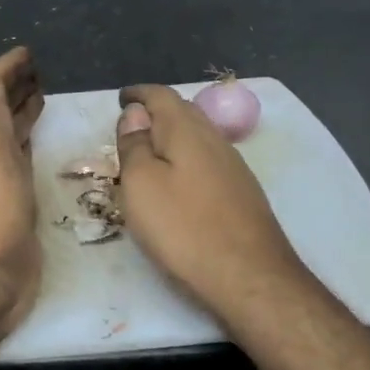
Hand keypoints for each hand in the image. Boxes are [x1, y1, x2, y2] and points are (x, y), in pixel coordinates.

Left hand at [0, 37, 44, 343]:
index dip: (5, 69)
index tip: (26, 53)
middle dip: (15, 90)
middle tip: (41, 74)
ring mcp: (0, 182)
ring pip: (11, 139)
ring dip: (23, 118)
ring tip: (44, 102)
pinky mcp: (18, 209)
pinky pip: (25, 168)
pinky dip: (32, 151)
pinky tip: (41, 151)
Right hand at [114, 84, 308, 327]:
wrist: (248, 276)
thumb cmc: (183, 228)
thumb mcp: (140, 184)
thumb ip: (134, 145)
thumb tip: (135, 113)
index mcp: (186, 131)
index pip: (161, 95)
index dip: (138, 94)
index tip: (120, 99)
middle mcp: (215, 139)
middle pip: (184, 112)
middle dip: (157, 112)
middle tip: (132, 126)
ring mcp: (234, 167)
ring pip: (199, 138)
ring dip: (173, 138)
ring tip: (151, 154)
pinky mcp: (243, 193)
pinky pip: (208, 161)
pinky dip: (187, 160)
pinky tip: (180, 182)